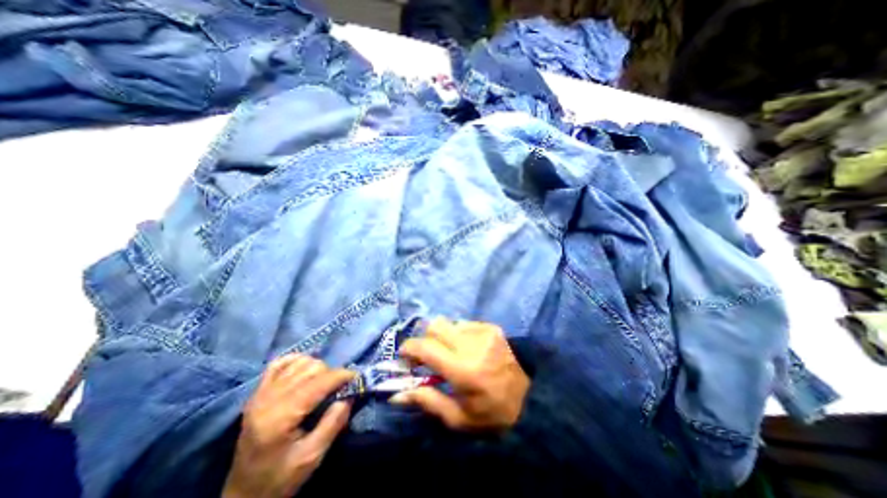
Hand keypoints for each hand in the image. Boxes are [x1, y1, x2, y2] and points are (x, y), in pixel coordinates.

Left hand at [223, 355, 355, 497]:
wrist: (243, 494)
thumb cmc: (279, 478)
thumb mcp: (311, 458)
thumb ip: (333, 424)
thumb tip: (350, 395)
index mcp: (280, 417)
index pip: (318, 382)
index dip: (341, 375)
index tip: (356, 378)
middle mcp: (268, 398)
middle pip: (310, 368)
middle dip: (331, 373)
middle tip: (339, 387)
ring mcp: (260, 393)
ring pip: (299, 362)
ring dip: (317, 367)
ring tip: (324, 382)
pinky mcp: (257, 392)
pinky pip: (280, 362)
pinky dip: (297, 361)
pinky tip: (305, 370)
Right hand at [392, 318, 529, 432]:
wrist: (532, 394)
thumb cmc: (494, 412)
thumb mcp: (459, 418)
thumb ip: (427, 401)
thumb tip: (397, 394)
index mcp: (462, 370)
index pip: (425, 347)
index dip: (409, 348)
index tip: (404, 356)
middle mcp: (470, 344)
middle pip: (434, 326)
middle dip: (424, 338)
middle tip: (427, 355)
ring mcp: (482, 331)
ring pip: (448, 323)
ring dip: (442, 336)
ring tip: (449, 352)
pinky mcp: (490, 326)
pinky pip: (464, 324)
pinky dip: (458, 334)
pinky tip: (467, 348)